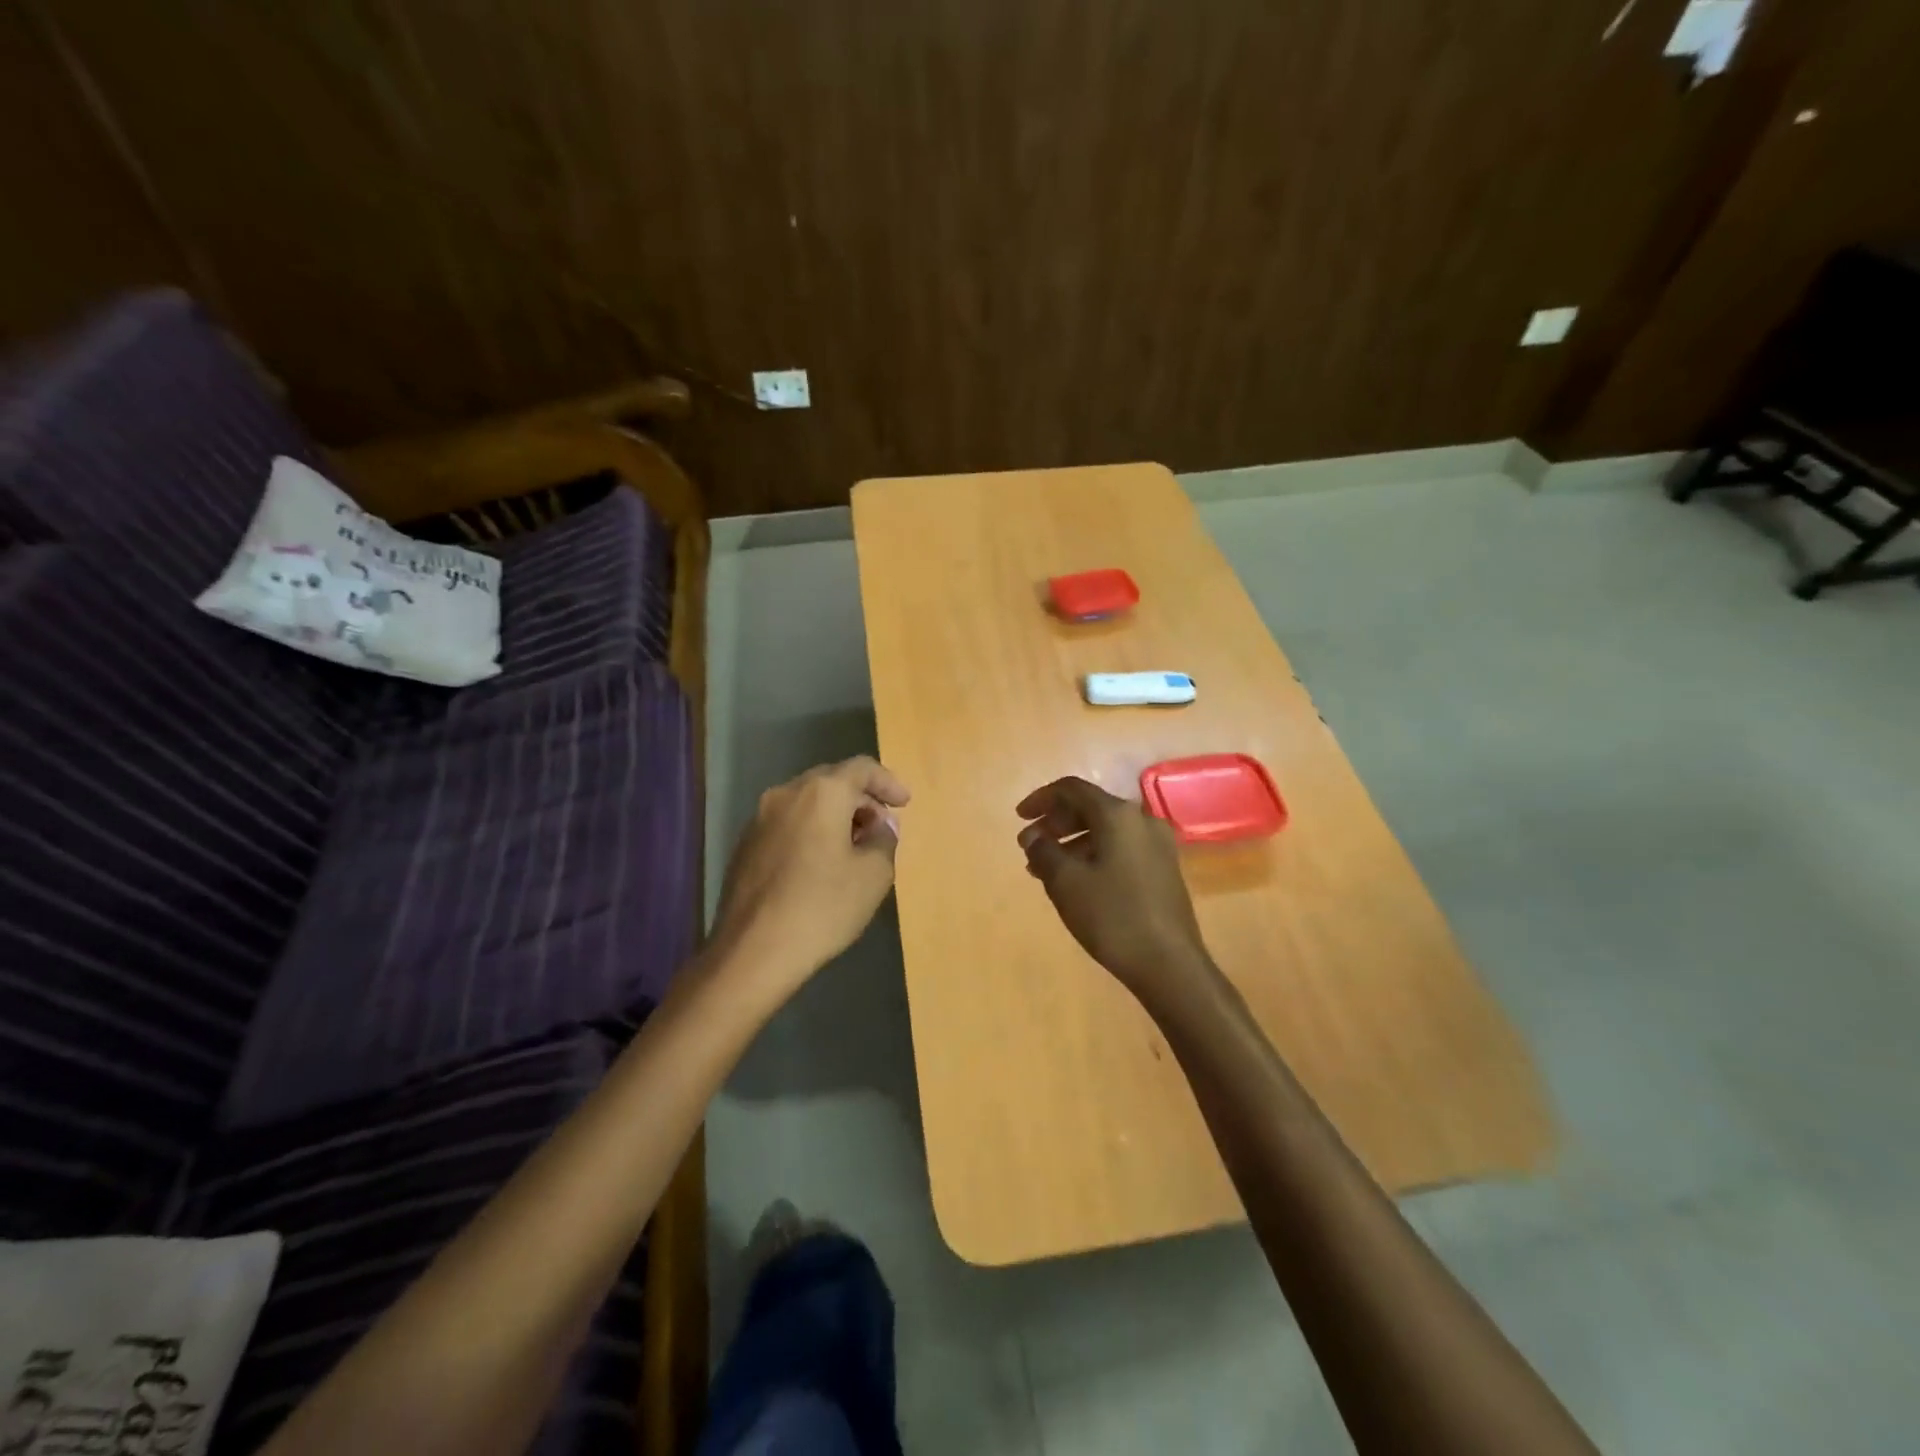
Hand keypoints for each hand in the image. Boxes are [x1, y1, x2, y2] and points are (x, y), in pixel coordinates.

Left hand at [712, 757, 910, 996]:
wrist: (753, 952)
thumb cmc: (822, 907)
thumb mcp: (873, 875)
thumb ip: (884, 840)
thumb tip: (880, 827)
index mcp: (821, 793)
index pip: (862, 768)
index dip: (888, 782)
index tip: (904, 804)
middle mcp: (786, 794)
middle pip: (831, 781)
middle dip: (861, 799)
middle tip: (881, 826)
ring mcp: (759, 819)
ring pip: (806, 802)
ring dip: (834, 815)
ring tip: (854, 846)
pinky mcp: (745, 845)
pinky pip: (787, 824)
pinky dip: (811, 830)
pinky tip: (821, 863)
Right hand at [1016, 776, 1215, 1003]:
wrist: (1169, 964)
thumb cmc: (1112, 917)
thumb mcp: (1066, 882)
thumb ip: (1044, 851)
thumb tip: (1033, 836)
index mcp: (1118, 815)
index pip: (1072, 789)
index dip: (1041, 799)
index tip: (1019, 819)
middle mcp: (1142, 820)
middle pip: (1090, 807)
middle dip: (1055, 822)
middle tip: (1030, 846)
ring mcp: (1158, 845)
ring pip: (1105, 830)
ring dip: (1072, 842)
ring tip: (1045, 869)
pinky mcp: (1164, 868)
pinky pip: (1120, 848)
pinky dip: (1093, 854)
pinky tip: (1076, 881)